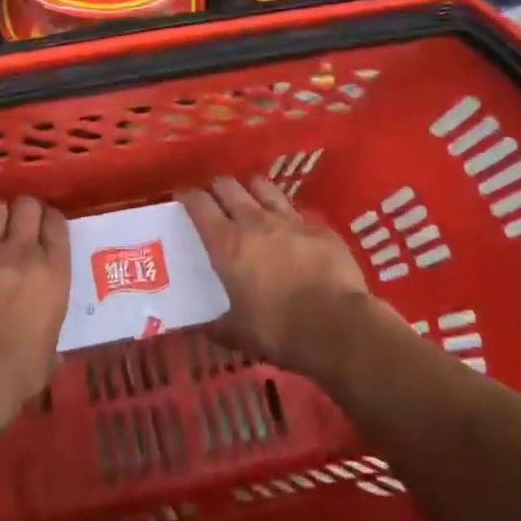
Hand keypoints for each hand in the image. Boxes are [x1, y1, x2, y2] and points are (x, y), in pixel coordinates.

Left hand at [0, 197, 69, 435]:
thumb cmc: (16, 373)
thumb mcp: (47, 355)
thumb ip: (49, 340)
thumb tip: (51, 354)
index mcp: (53, 272)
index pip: (56, 223)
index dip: (48, 222)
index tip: (42, 230)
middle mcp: (21, 250)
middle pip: (26, 204)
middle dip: (20, 211)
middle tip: (14, 227)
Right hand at [177, 177, 374, 379]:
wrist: (338, 328)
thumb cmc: (279, 331)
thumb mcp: (239, 335)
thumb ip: (219, 326)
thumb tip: (207, 328)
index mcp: (227, 244)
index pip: (199, 204)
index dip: (187, 196)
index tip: (182, 197)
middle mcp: (255, 222)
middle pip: (228, 186)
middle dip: (217, 187)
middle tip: (214, 199)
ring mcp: (290, 221)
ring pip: (263, 187)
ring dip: (251, 189)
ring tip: (250, 200)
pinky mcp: (320, 228)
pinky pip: (298, 213)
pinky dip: (288, 218)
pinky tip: (292, 232)